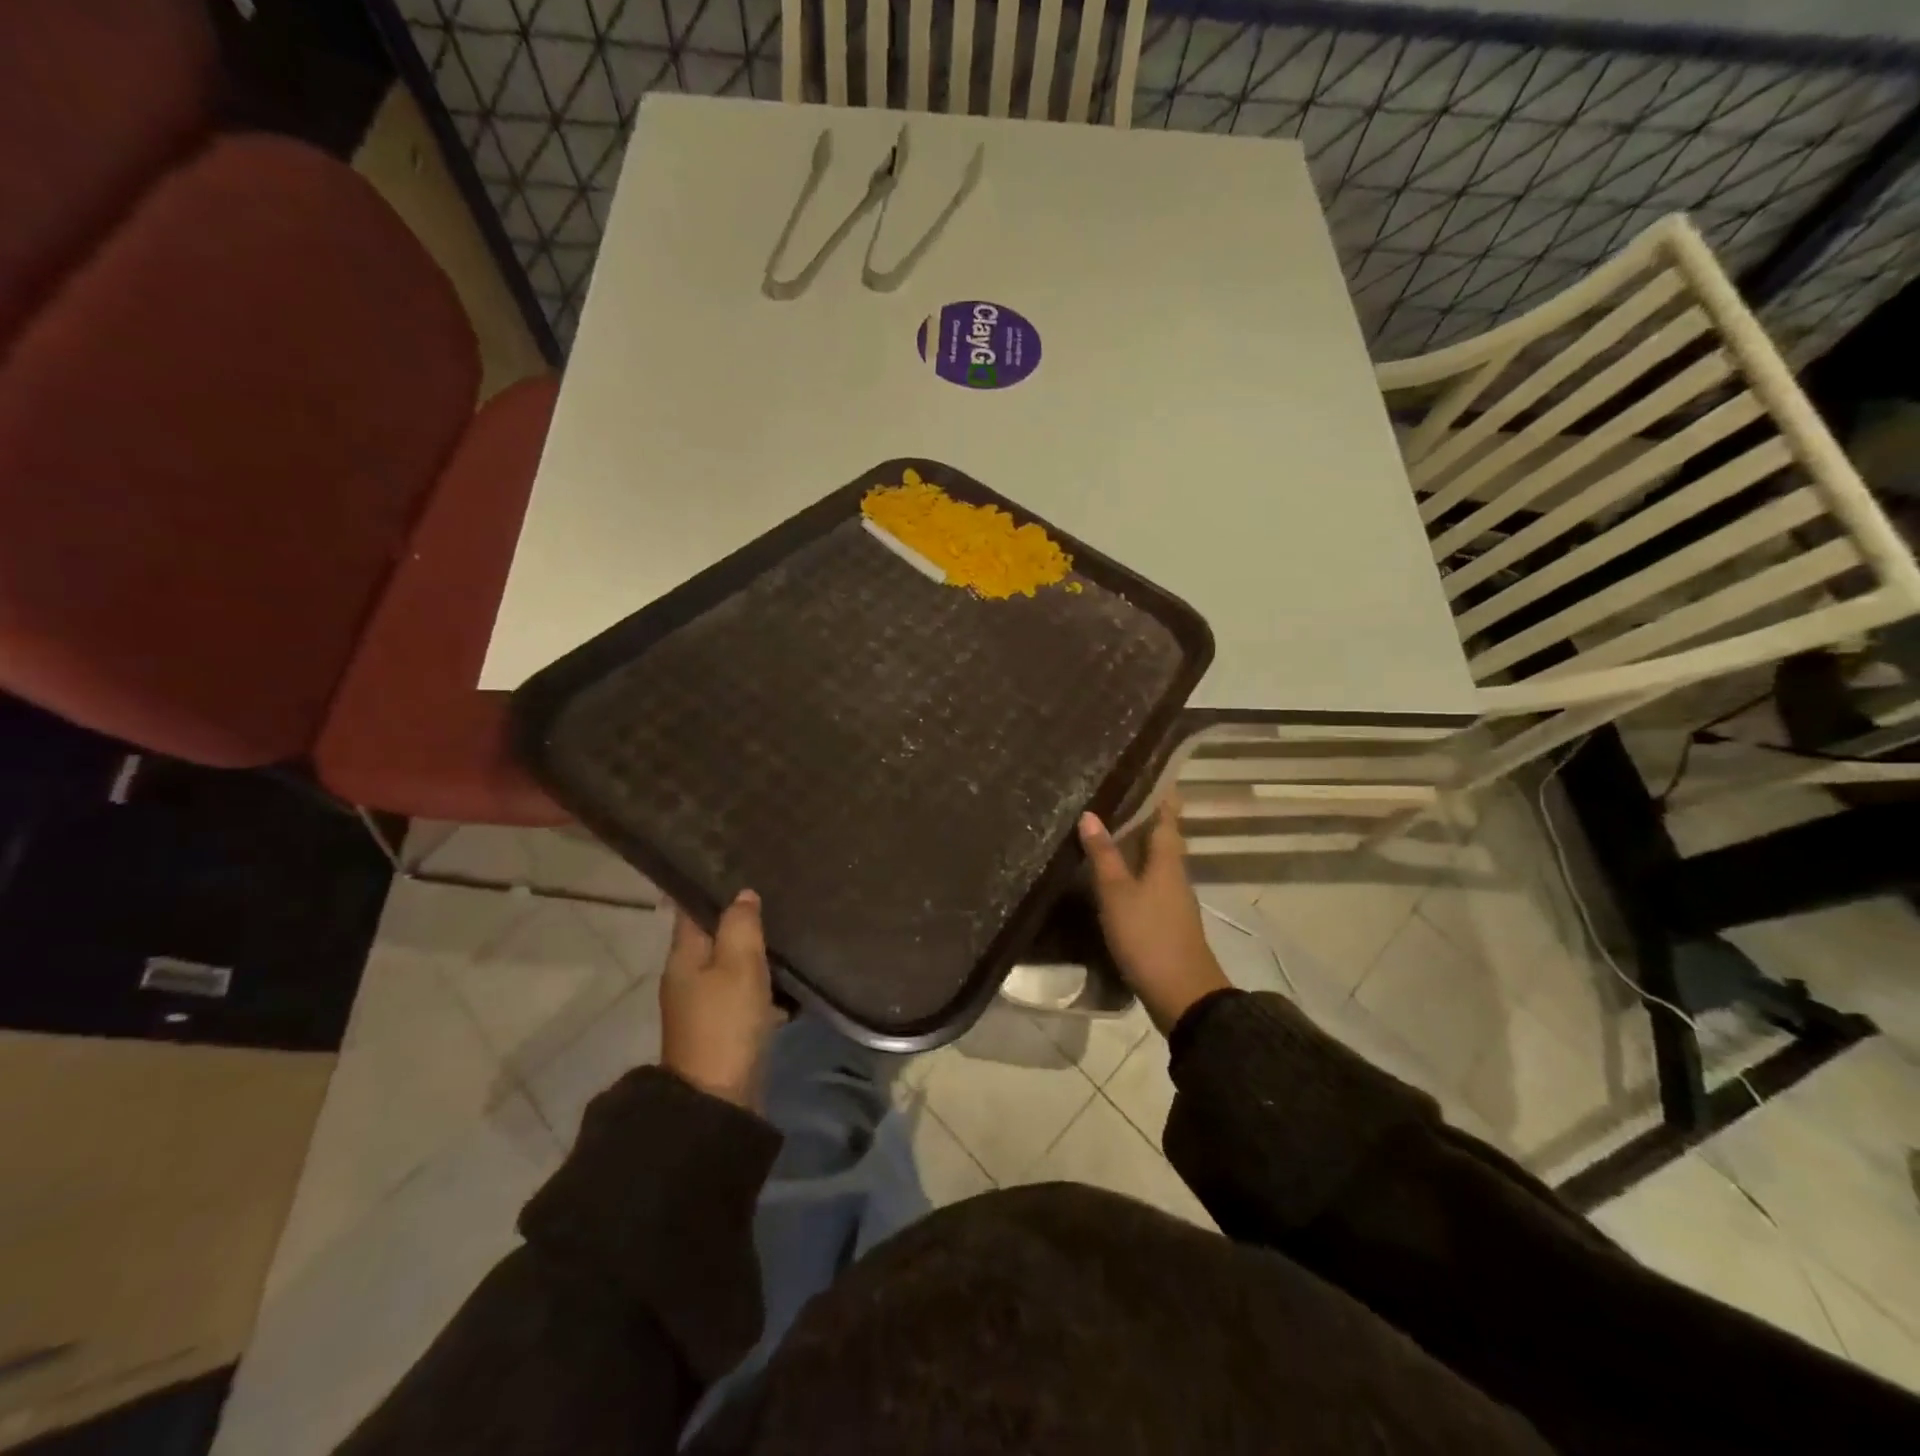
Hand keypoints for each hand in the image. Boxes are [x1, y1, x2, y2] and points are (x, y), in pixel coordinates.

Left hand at [660, 891, 774, 1109]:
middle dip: (741, 918)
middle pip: (714, 935)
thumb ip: (741, 925)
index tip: (740, 865)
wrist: (719, 1099)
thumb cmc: (725, 1022)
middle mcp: (688, 975)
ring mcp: (705, 1004)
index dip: (712, 886)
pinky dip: (764, 981)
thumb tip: (743, 894)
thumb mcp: (737, 965)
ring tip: (789, 928)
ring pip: (732, 963)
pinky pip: (745, 991)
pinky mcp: (724, 1027)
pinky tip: (790, 976)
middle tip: (776, 894)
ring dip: (755, 950)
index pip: (691, 908)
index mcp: (683, 955)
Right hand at [1078, 800, 1228, 1034]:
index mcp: (1168, 860)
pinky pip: (1149, 881)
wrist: (1183, 995)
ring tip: (1105, 826)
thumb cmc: (1149, 936)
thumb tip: (1090, 814)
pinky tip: (1112, 872)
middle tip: (1112, 794)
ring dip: (1135, 842)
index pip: (1167, 815)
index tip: (1145, 770)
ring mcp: (1172, 898)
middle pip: (1161, 835)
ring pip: (1154, 859)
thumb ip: (1104, 855)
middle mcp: (1174, 873)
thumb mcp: (1118, 894)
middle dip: (1142, 815)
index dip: (1160, 792)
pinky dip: (1133, 868)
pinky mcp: (1165, 919)